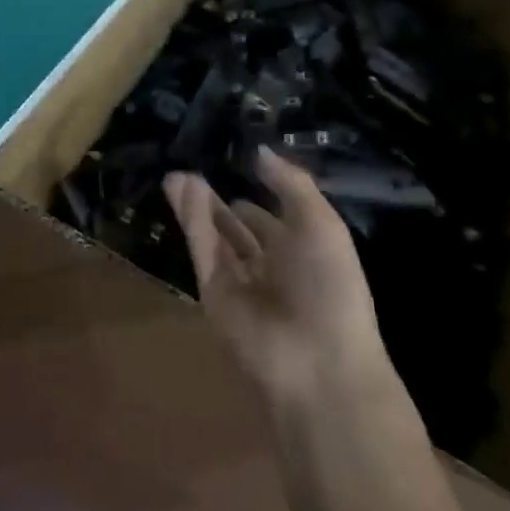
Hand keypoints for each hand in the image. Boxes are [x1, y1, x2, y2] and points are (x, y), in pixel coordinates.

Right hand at [164, 148, 391, 407]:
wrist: (317, 360)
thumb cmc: (332, 286)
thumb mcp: (322, 223)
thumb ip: (290, 183)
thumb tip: (259, 150)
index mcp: (305, 252)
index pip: (274, 219)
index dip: (259, 193)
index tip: (237, 162)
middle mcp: (271, 266)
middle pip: (237, 228)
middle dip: (219, 202)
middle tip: (193, 168)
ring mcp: (239, 282)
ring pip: (214, 236)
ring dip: (197, 205)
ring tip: (177, 174)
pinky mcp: (212, 293)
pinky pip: (202, 249)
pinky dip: (191, 220)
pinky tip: (181, 189)